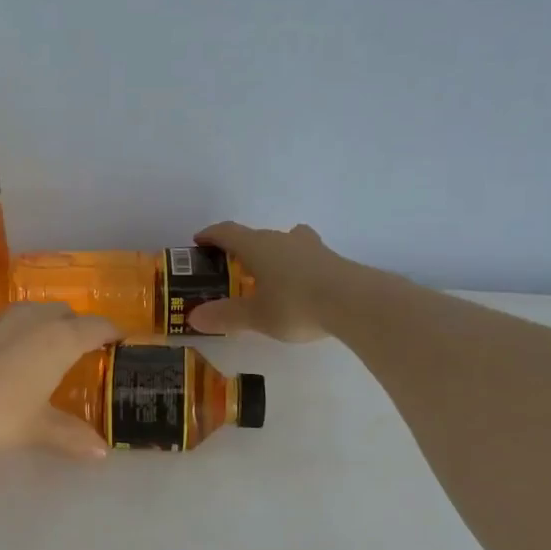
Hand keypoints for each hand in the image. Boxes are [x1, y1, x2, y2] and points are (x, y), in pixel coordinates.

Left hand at [0, 303, 119, 459]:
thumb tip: (102, 453)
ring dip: (43, 325)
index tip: (118, 341)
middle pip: (64, 313)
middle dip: (75, 326)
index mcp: (59, 340)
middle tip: (78, 350)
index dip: (111, 332)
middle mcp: (33, 319)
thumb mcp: (38, 429)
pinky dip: (11, 334)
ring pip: (31, 312)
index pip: (96, 326)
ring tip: (41, 350)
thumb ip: (72, 435)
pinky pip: (2, 322)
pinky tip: (0, 358)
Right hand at [186, 221, 344, 341]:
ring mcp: (310, 247)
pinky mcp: (332, 260)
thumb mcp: (256, 316)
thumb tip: (194, 317)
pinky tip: (299, 284)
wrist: (355, 302)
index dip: (211, 235)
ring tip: (268, 272)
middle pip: (256, 236)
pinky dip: (294, 265)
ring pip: (284, 242)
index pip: (227, 232)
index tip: (199, 241)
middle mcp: (282, 239)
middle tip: (232, 267)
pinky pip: (305, 256)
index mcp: (257, 246)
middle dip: (241, 248)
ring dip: (272, 253)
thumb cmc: (296, 304)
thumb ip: (226, 316)